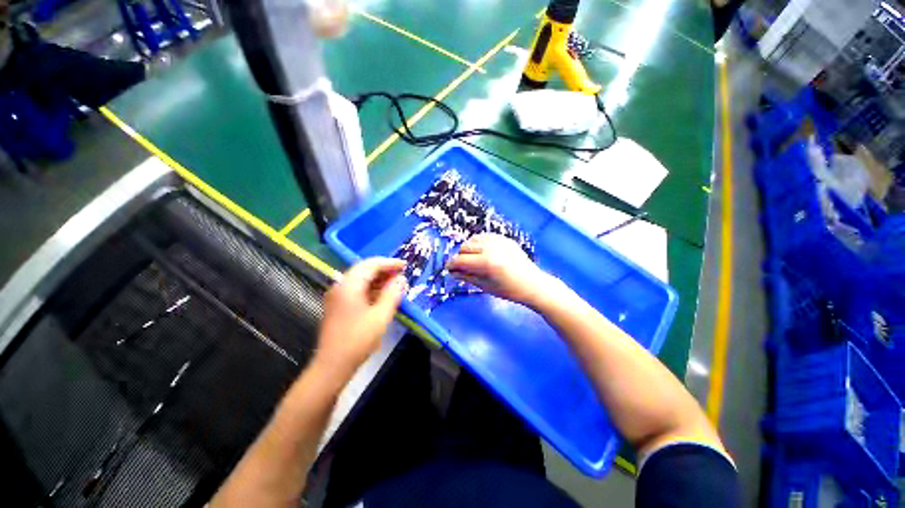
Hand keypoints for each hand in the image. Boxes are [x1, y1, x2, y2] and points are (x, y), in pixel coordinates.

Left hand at [316, 258, 407, 375]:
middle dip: (384, 270)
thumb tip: (401, 279)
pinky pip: (357, 289)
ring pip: (360, 279)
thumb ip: (392, 294)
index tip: (405, 265)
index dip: (389, 263)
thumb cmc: (358, 339)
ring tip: (395, 284)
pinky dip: (371, 288)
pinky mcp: (338, 305)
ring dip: (378, 279)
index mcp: (349, 285)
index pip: (371, 265)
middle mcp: (340, 285)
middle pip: (364, 269)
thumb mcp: (381, 316)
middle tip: (401, 274)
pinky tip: (382, 295)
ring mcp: (337, 295)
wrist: (333, 365)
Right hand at [446, 234, 558, 307]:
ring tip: (471, 260)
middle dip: (459, 257)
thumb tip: (452, 272)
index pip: (461, 259)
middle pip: (465, 247)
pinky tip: (481, 252)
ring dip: (468, 249)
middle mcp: (491, 248)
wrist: (533, 284)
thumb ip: (467, 277)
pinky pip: (484, 237)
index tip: (448, 269)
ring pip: (473, 240)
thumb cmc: (509, 290)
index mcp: (487, 262)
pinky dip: (478, 243)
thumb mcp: (485, 286)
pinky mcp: (504, 239)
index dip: (451, 264)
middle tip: (461, 267)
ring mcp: (499, 241)